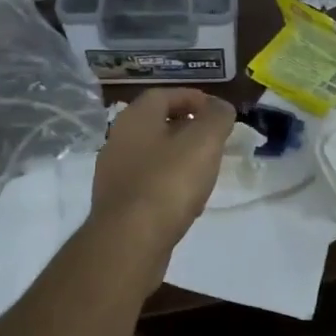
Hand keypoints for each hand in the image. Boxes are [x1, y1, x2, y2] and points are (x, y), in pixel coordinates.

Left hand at [92, 89, 235, 250]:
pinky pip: (147, 183)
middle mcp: (118, 139)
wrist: (129, 241)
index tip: (218, 112)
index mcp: (136, 118)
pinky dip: (169, 184)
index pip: (164, 94)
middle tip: (214, 140)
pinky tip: (187, 201)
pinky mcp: (117, 203)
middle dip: (188, 128)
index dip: (193, 98)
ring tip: (205, 171)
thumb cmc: (168, 183)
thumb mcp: (204, 143)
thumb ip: (217, 118)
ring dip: (179, 157)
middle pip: (157, 124)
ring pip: (152, 154)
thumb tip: (221, 106)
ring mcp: (114, 173)